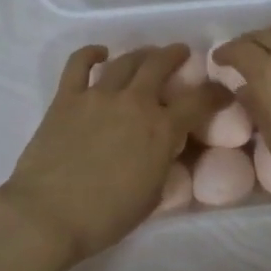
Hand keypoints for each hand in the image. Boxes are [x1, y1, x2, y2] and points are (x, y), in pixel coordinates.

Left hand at [0, 44, 227, 267]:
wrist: (48, 215)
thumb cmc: (105, 217)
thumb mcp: (152, 194)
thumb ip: (163, 163)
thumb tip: (165, 147)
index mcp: (161, 130)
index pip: (199, 101)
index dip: (215, 94)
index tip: (222, 92)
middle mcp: (134, 103)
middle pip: (160, 65)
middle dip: (175, 56)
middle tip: (181, 53)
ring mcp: (98, 96)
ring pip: (126, 61)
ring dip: (142, 53)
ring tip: (148, 54)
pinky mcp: (66, 98)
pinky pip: (79, 64)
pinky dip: (91, 53)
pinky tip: (100, 53)